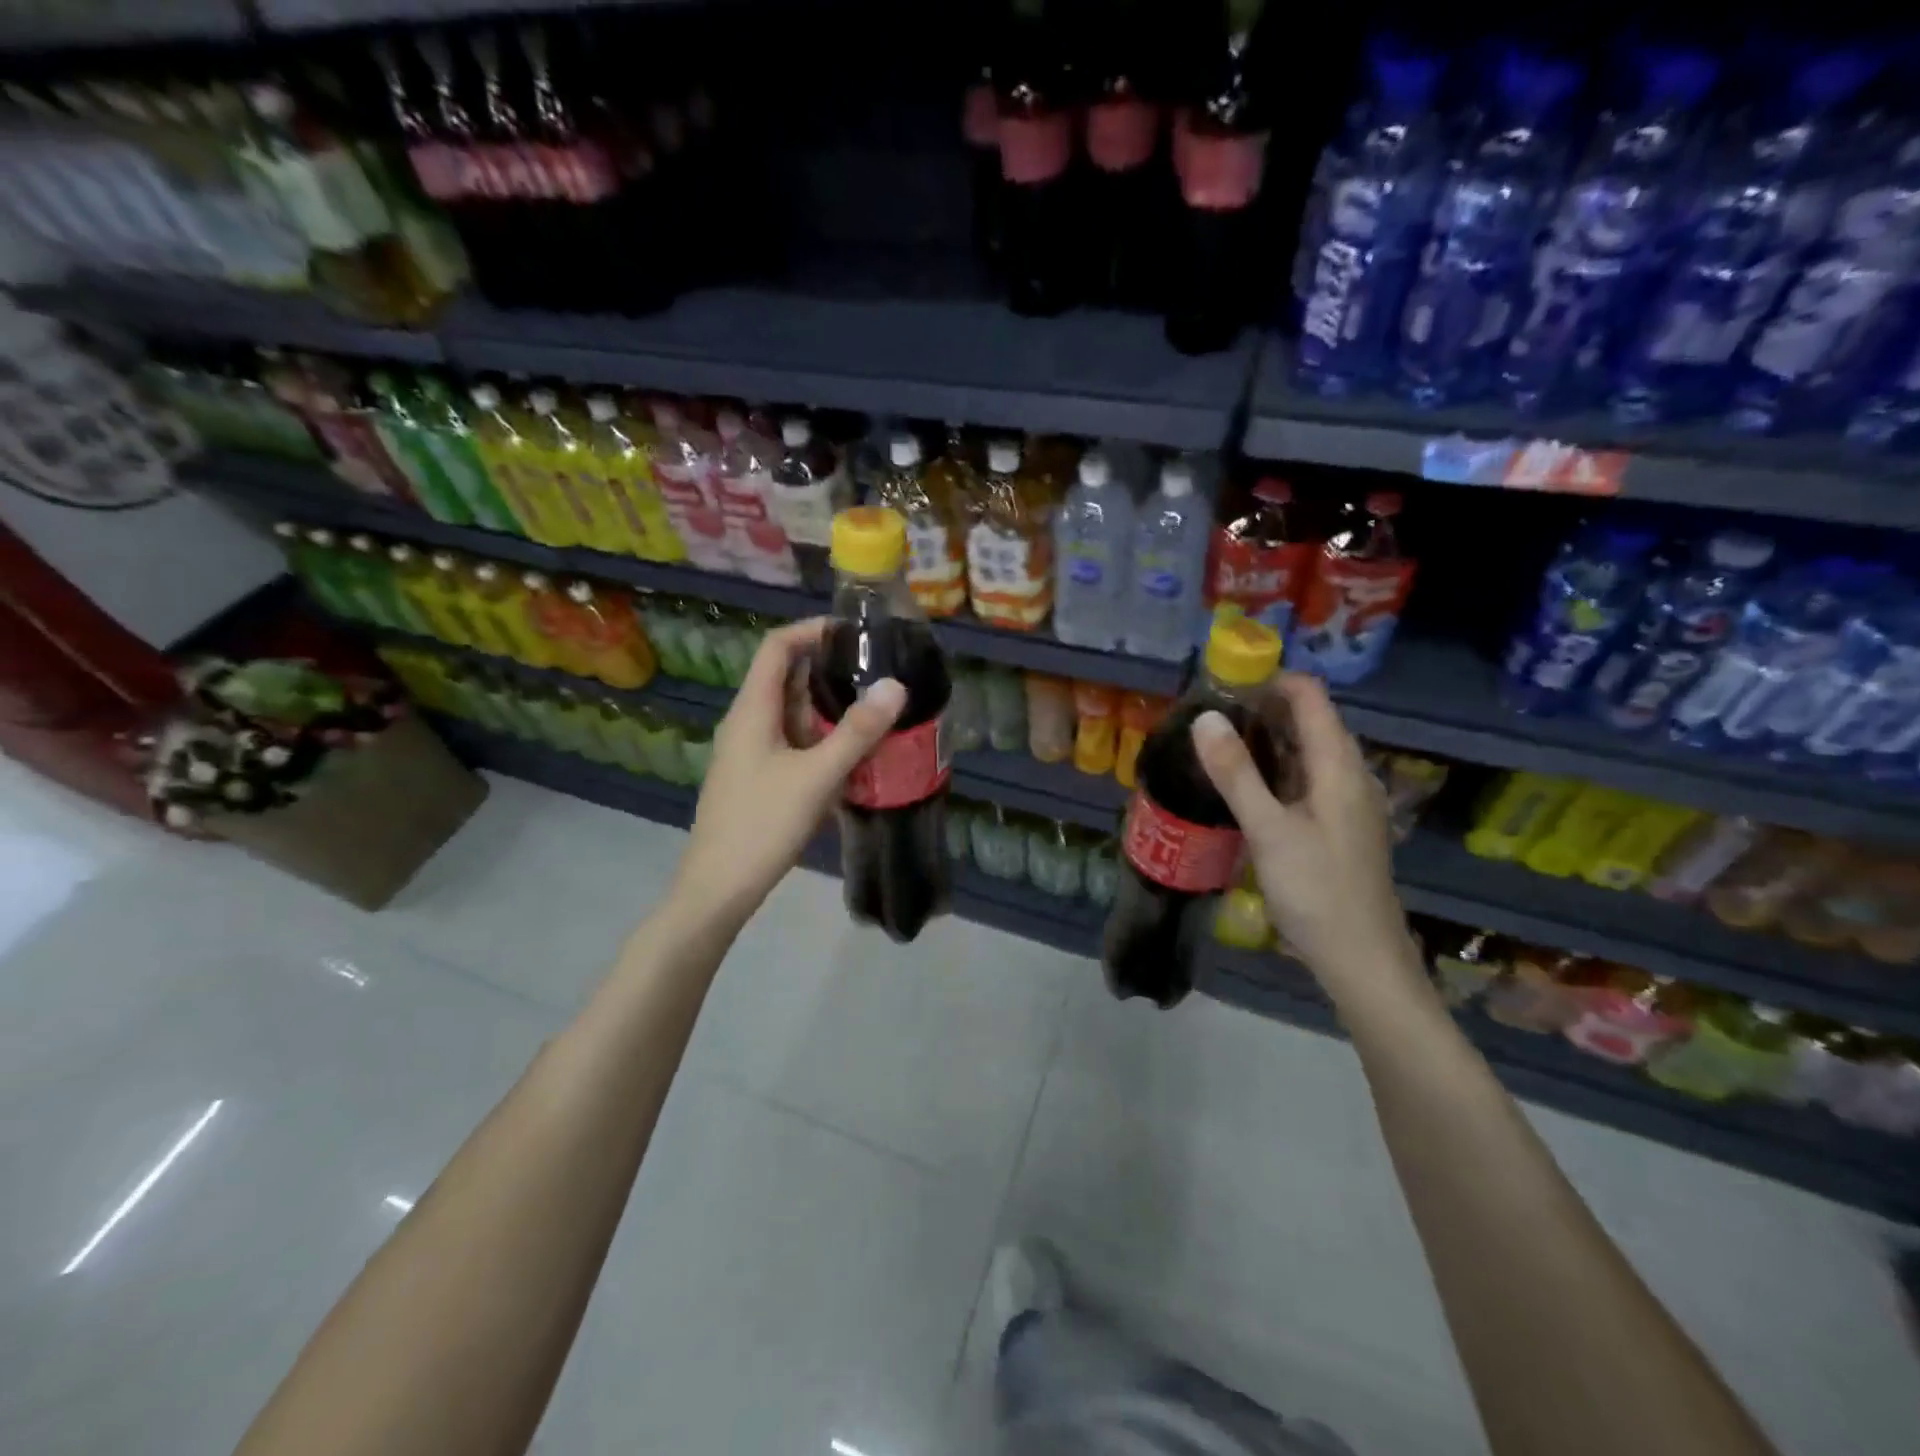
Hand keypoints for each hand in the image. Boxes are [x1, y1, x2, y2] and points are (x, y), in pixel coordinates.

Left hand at [671, 619, 904, 926]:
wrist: (719, 888)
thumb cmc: (763, 825)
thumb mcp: (817, 776)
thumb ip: (857, 731)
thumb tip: (895, 685)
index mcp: (752, 710)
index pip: (777, 646)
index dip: (812, 630)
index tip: (855, 634)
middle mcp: (747, 722)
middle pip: (785, 676)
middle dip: (829, 668)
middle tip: (877, 670)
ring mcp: (750, 751)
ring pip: (791, 712)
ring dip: (828, 705)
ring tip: (874, 705)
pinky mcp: (758, 776)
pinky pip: (792, 741)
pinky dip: (821, 736)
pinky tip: (852, 751)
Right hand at [1192, 673, 1421, 997]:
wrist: (1361, 958)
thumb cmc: (1317, 891)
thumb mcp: (1269, 831)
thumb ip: (1236, 773)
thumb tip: (1205, 717)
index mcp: (1339, 766)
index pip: (1310, 697)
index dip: (1271, 679)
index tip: (1223, 681)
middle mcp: (1349, 774)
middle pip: (1310, 720)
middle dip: (1262, 708)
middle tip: (1208, 713)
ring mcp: (1346, 801)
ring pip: (1306, 751)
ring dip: (1266, 739)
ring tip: (1216, 742)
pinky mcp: (1337, 825)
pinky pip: (1305, 778)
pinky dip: (1275, 769)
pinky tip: (1244, 785)